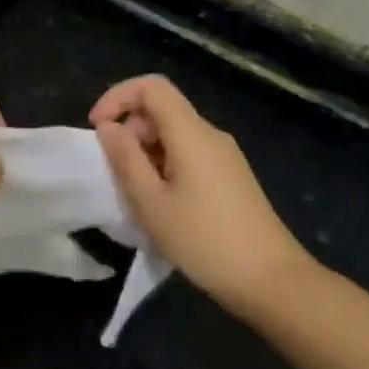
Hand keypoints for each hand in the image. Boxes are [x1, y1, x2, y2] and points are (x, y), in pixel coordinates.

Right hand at [91, 75, 316, 313]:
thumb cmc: (204, 241)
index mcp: (192, 133)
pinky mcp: (230, 176)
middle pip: (163, 109)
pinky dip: (164, 164)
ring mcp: (225, 156)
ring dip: (145, 150)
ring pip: (174, 133)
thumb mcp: (151, 203)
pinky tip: (160, 202)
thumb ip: (125, 159)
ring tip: (134, 192)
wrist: (271, 281)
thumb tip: (109, 127)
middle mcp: (210, 135)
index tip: (97, 129)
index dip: (118, 97)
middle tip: (115, 170)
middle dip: (130, 129)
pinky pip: (189, 153)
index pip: (152, 87)